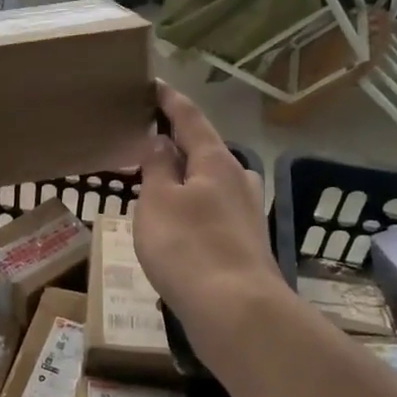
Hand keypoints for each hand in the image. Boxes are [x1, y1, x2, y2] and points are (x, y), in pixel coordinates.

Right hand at [134, 84, 288, 366]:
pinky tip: (180, 225)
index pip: (189, 118)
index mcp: (216, 160)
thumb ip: (157, 167)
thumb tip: (161, 141)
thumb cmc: (188, 247)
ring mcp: (247, 214)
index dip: (169, 100)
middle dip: (179, 143)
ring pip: (212, 184)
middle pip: (206, 151)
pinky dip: (194, 208)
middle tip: (148, 140)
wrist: (237, 312)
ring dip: (187, 179)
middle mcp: (239, 180)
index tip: (153, 84)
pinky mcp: (247, 244)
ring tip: (159, 183)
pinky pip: (214, 213)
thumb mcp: (158, 201)